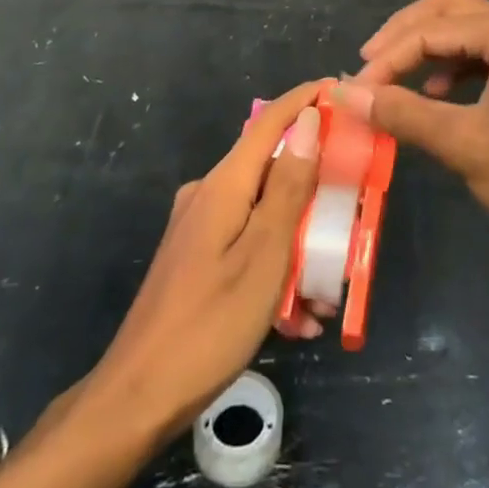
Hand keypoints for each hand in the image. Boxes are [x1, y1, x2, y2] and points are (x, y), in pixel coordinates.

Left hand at [86, 83, 323, 438]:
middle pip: (271, 170)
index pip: (271, 122)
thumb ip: (288, 186)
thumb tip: (308, 122)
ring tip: (325, 296)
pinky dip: (276, 268)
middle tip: (351, 213)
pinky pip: (247, 245)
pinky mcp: (196, 258)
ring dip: (299, 244)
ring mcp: (199, 227)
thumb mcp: (264, 255)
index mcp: (224, 184)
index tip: (341, 89)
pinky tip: (296, 318)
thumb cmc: (210, 324)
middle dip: (314, 190)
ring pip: (263, 214)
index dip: (305, 100)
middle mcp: (209, 194)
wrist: (137, 398)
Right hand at [338, 0, 488, 269]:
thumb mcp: (467, 144)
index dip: (386, 60)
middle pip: (446, 11)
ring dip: (427, 50)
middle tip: (367, 65)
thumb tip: (345, 93)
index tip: (353, 92)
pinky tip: (436, 97)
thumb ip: (404, 114)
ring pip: (465, 31)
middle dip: (403, 36)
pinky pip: (483, 55)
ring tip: (393, 81)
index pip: (428, 31)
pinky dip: (452, 69)